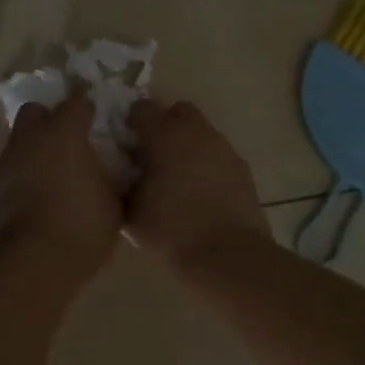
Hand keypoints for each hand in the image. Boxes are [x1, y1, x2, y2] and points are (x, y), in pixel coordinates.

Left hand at [0, 92, 122, 274]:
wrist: (34, 260)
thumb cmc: (82, 225)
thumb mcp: (113, 200)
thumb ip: (111, 174)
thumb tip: (108, 166)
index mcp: (64, 132)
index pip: (77, 100)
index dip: (87, 106)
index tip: (97, 118)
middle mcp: (32, 136)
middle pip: (37, 110)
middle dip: (51, 118)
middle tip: (69, 141)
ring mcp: (9, 159)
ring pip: (20, 137)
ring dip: (35, 146)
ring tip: (53, 172)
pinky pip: (12, 165)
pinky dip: (24, 171)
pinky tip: (38, 193)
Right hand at [124, 100, 268, 262]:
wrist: (228, 256)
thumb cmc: (172, 229)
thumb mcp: (131, 211)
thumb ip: (123, 184)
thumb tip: (122, 175)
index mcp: (165, 136)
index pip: (143, 108)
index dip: (132, 121)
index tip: (126, 141)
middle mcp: (196, 133)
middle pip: (179, 111)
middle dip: (166, 124)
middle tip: (154, 153)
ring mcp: (223, 149)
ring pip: (202, 132)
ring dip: (188, 145)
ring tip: (178, 176)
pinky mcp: (242, 169)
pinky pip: (218, 155)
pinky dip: (207, 164)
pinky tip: (201, 192)